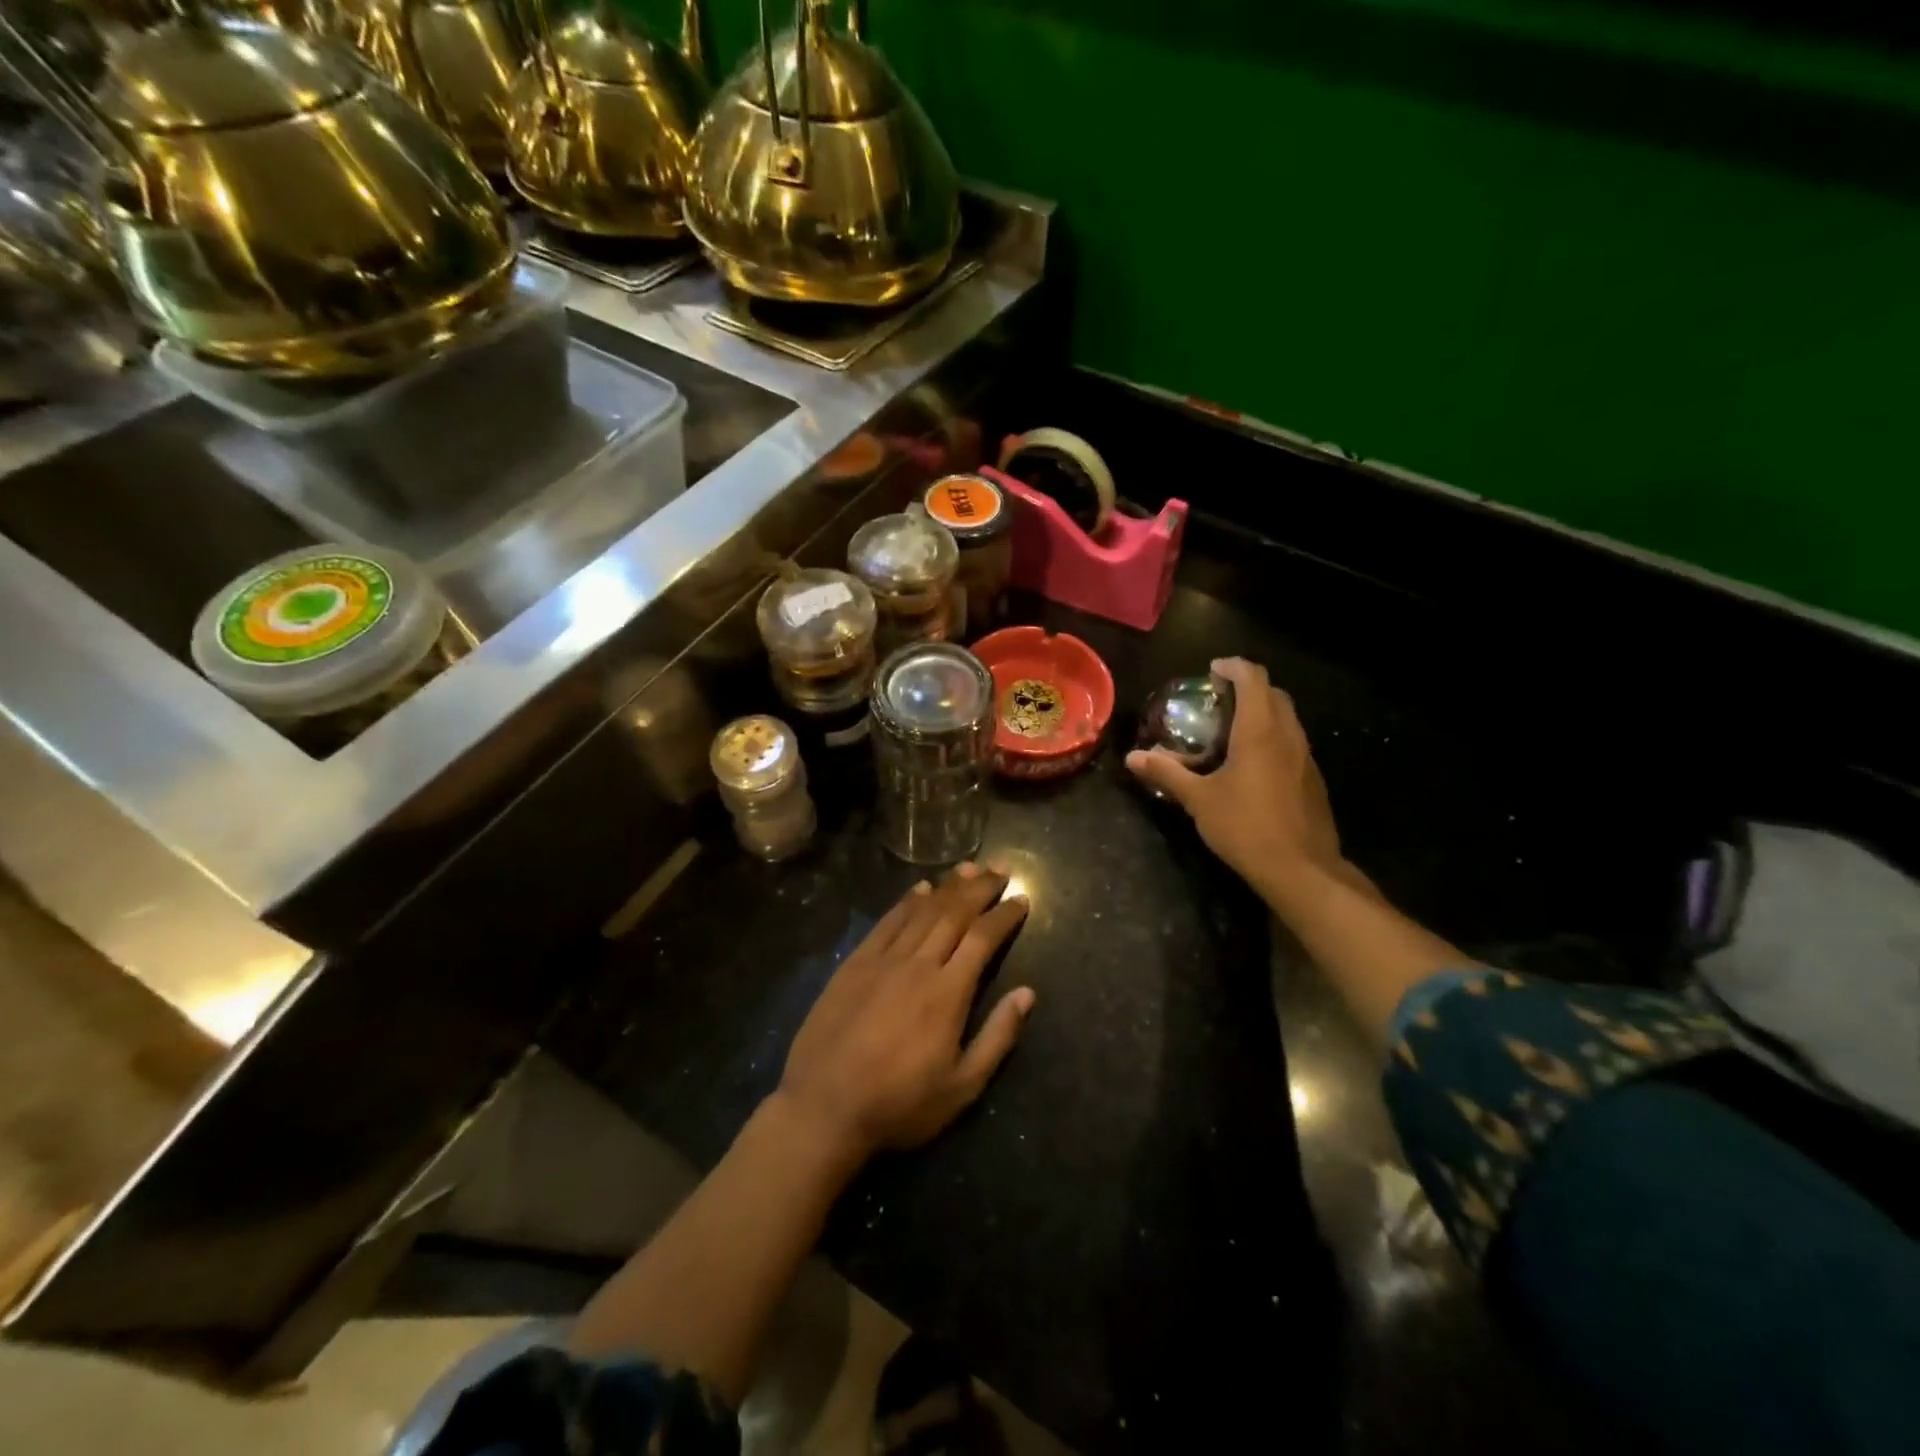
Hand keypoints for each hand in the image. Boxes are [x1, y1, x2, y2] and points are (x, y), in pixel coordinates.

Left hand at [777, 864, 1034, 1159]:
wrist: (823, 1108)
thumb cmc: (899, 1104)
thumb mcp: (962, 1087)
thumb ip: (998, 1037)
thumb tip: (1028, 993)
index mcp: (948, 993)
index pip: (983, 938)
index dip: (1004, 915)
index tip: (1021, 898)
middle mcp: (918, 964)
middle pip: (954, 914)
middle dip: (981, 889)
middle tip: (1001, 869)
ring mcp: (883, 960)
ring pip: (922, 911)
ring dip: (949, 886)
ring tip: (970, 868)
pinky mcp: (855, 963)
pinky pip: (887, 922)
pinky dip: (907, 901)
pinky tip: (921, 888)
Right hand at [1126, 658, 1342, 898]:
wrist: (1301, 869)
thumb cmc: (1245, 827)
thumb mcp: (1199, 799)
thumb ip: (1167, 773)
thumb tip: (1133, 757)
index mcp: (1260, 731)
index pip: (1253, 678)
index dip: (1233, 667)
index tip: (1212, 670)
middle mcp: (1288, 735)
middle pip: (1274, 694)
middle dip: (1249, 687)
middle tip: (1220, 699)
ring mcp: (1306, 757)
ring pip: (1288, 718)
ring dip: (1263, 712)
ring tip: (1233, 729)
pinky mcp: (1313, 779)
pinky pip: (1293, 743)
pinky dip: (1273, 737)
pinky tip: (1253, 764)